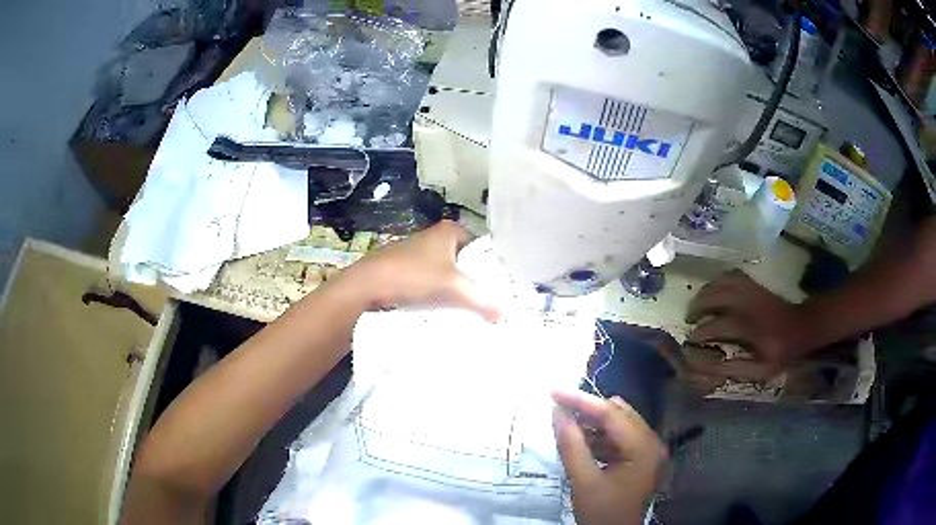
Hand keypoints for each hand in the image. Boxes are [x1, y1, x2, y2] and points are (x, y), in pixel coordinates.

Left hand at [337, 220, 500, 321]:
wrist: (366, 287)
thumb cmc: (412, 276)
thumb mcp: (453, 287)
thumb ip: (481, 299)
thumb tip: (504, 314)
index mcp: (448, 231)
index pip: (481, 245)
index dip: (492, 264)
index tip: (502, 285)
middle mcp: (433, 238)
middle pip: (464, 260)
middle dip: (475, 279)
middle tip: (491, 300)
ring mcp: (417, 254)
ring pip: (446, 273)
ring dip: (455, 289)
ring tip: (472, 309)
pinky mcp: (404, 270)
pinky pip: (429, 282)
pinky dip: (437, 294)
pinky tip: (443, 310)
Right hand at [552, 391, 666, 524]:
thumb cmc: (602, 513)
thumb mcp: (583, 481)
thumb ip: (571, 445)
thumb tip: (557, 411)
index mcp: (643, 447)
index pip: (611, 413)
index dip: (581, 400)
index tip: (553, 391)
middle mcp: (651, 442)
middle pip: (618, 414)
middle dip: (587, 409)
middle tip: (558, 406)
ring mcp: (647, 450)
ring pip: (618, 425)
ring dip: (592, 423)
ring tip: (565, 424)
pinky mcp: (639, 459)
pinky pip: (618, 438)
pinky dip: (599, 437)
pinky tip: (580, 441)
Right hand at [685, 270, 809, 375]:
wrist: (802, 326)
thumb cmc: (782, 351)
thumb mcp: (762, 369)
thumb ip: (736, 368)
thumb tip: (710, 367)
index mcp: (749, 327)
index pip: (717, 325)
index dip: (700, 333)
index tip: (690, 340)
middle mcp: (748, 304)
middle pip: (715, 296)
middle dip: (698, 306)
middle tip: (690, 318)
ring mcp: (751, 290)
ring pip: (721, 282)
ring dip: (706, 291)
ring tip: (699, 303)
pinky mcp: (755, 284)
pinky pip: (732, 275)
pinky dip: (719, 281)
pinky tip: (715, 290)